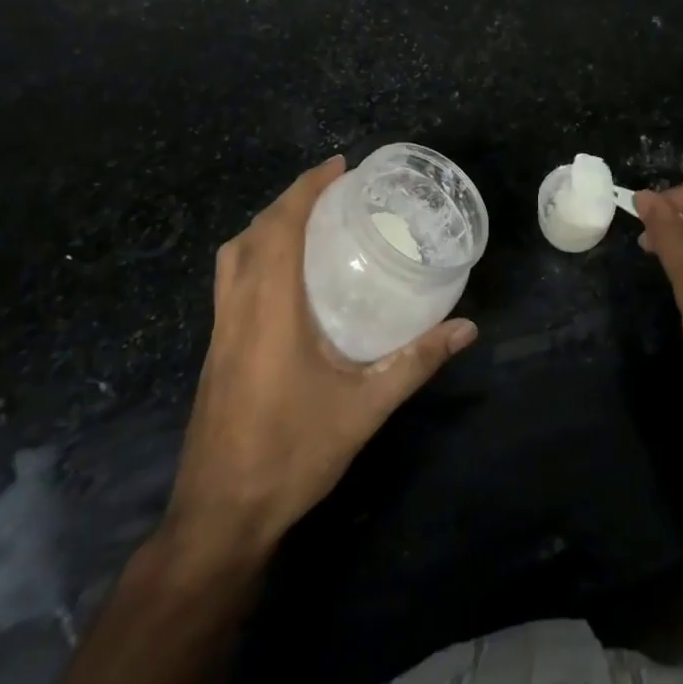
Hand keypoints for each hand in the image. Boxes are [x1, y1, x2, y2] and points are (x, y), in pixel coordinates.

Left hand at [163, 157, 477, 559]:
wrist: (219, 518)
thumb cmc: (291, 454)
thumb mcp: (364, 408)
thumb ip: (416, 362)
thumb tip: (467, 328)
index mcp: (270, 309)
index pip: (281, 228)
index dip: (306, 189)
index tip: (338, 165)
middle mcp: (238, 308)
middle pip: (254, 233)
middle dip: (290, 199)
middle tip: (333, 188)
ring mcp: (219, 330)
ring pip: (233, 255)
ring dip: (267, 225)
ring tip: (309, 220)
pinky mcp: (215, 350)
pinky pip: (230, 279)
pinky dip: (255, 254)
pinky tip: (286, 276)